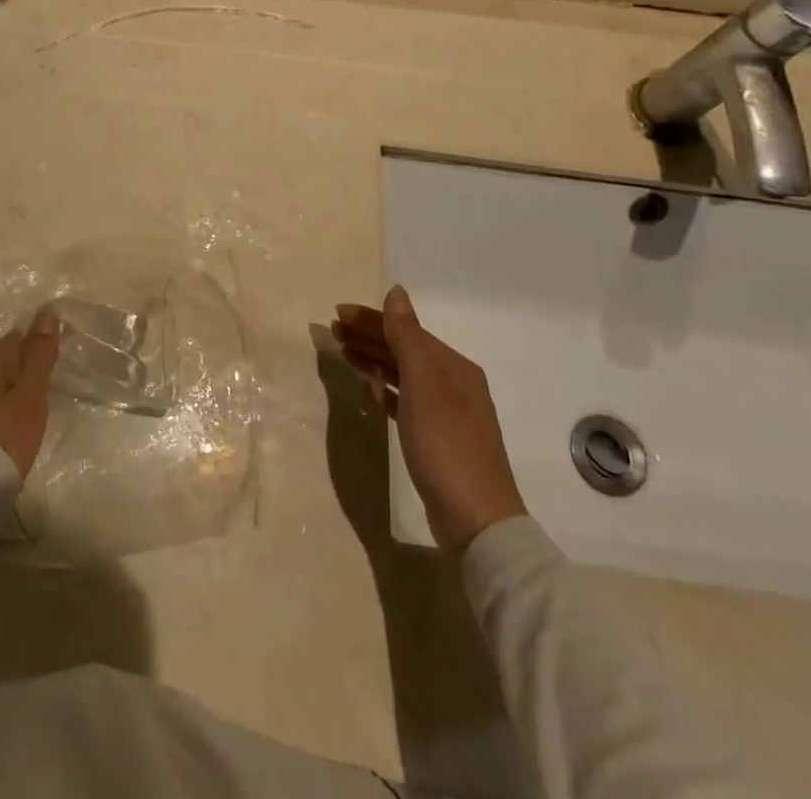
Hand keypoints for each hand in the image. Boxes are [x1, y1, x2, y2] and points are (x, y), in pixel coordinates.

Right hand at [333, 285, 526, 551]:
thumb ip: (406, 336)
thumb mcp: (422, 384)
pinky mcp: (436, 437)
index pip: (405, 330)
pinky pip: (405, 400)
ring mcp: (446, 412)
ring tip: (344, 355)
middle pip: (404, 349)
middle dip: (369, 337)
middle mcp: (453, 383)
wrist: (476, 519)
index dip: (372, 320)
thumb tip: (396, 292)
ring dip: (374, 361)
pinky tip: (369, 390)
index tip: (337, 314)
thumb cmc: (445, 444)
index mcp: (453, 366)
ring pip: (403, 374)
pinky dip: (385, 389)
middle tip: (334, 332)